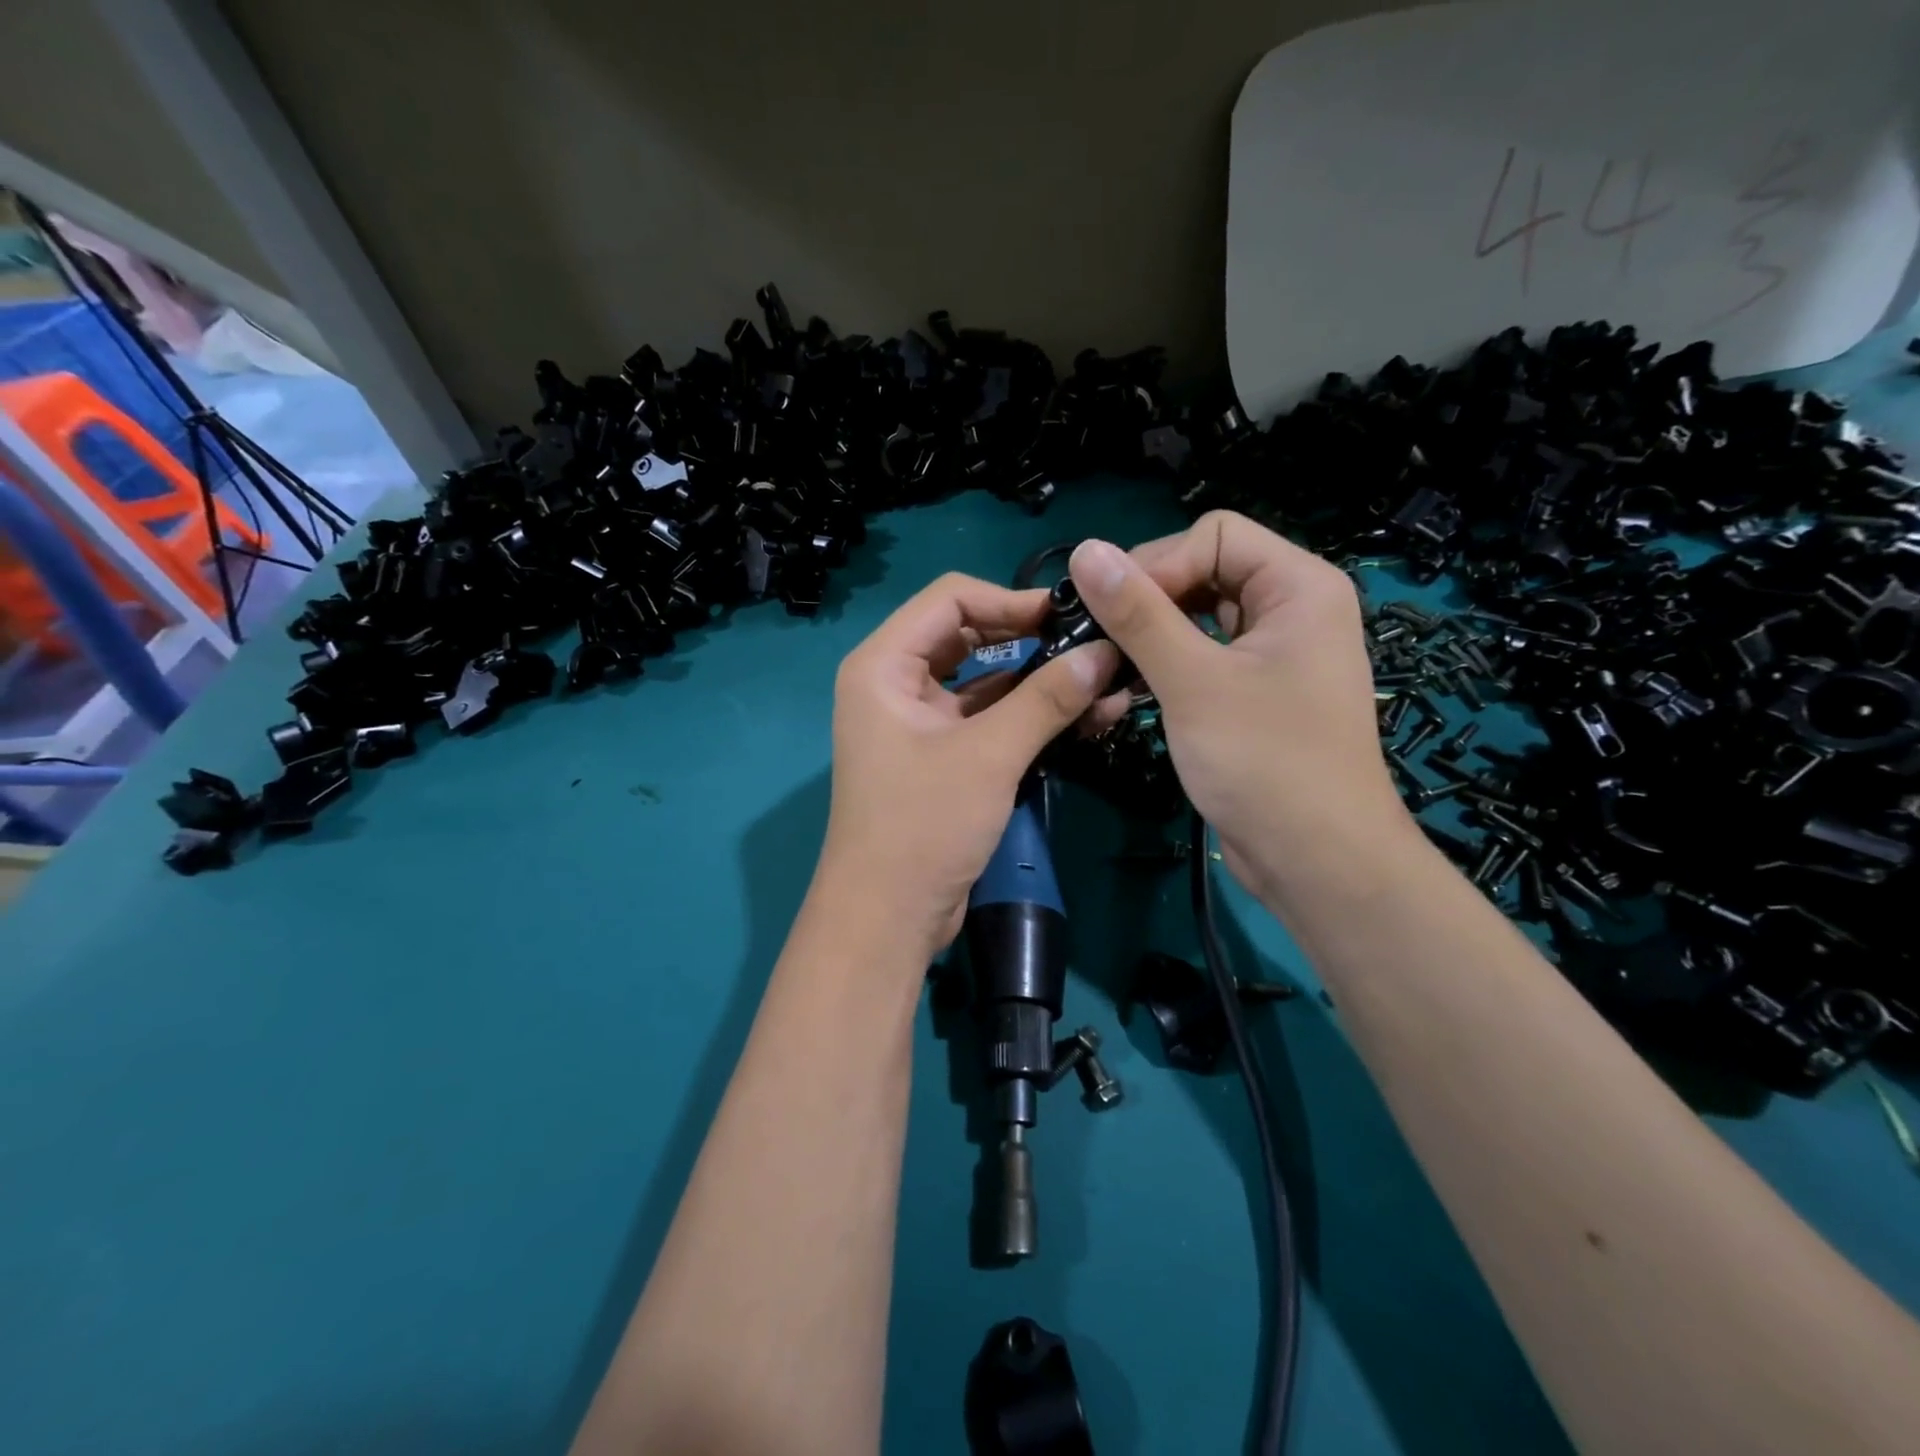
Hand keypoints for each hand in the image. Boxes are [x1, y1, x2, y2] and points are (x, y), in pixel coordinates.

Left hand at [817, 573, 1125, 958]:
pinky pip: (985, 718)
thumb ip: (1047, 699)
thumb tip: (1105, 652)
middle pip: (967, 634)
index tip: (1068, 616)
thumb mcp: (989, 755)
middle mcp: (894, 683)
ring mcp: (917, 721)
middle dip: (1027, 637)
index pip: (949, 598)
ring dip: (1035, 680)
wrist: (887, 916)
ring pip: (981, 680)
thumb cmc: (923, 825)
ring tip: (1099, 681)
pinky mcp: (939, 755)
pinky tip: (1079, 716)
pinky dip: (1025, 715)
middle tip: (1087, 644)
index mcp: (883, 665)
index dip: (1010, 599)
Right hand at [1068, 512, 1419, 915]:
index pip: (1212, 535)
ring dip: (1144, 642)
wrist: (1316, 862)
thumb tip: (1084, 551)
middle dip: (1145, 605)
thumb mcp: (1193, 681)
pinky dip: (1160, 671)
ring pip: (1192, 620)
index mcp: (1297, 586)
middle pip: (1201, 573)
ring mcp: (1270, 653)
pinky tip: (1121, 697)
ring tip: (1102, 675)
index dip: (1158, 566)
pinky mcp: (1250, 693)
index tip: (1113, 614)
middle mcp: (1289, 609)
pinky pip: (1197, 659)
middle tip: (1099, 646)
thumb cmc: (1265, 763)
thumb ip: (1138, 613)